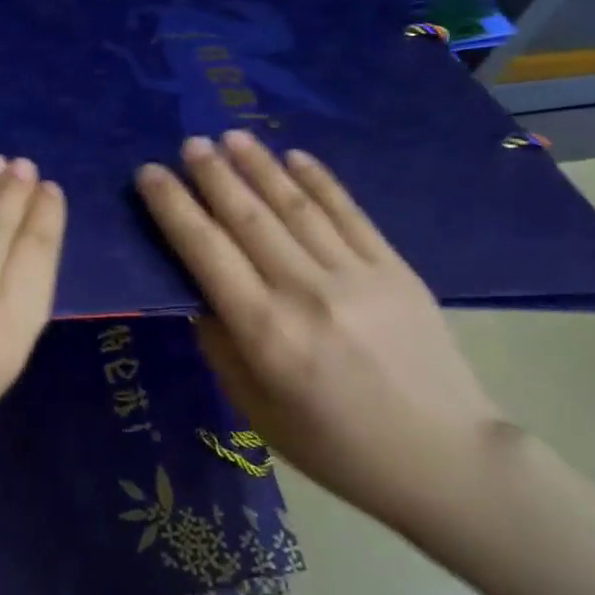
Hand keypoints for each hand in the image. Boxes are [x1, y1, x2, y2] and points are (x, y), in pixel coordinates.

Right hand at [134, 131, 508, 535]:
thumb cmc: (336, 446)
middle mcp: (304, 292)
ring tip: (231, 136)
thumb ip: (221, 346)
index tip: (150, 173)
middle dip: (212, 174)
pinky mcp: (394, 269)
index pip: (205, 251)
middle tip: (189, 142)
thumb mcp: (257, 411)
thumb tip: (199, 292)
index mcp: (265, 332)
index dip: (173, 207)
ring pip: (295, 206)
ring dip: (259, 166)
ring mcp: (354, 274)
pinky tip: (295, 157)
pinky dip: (319, 181)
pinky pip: (349, 213)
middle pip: (247, 217)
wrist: (444, 458)